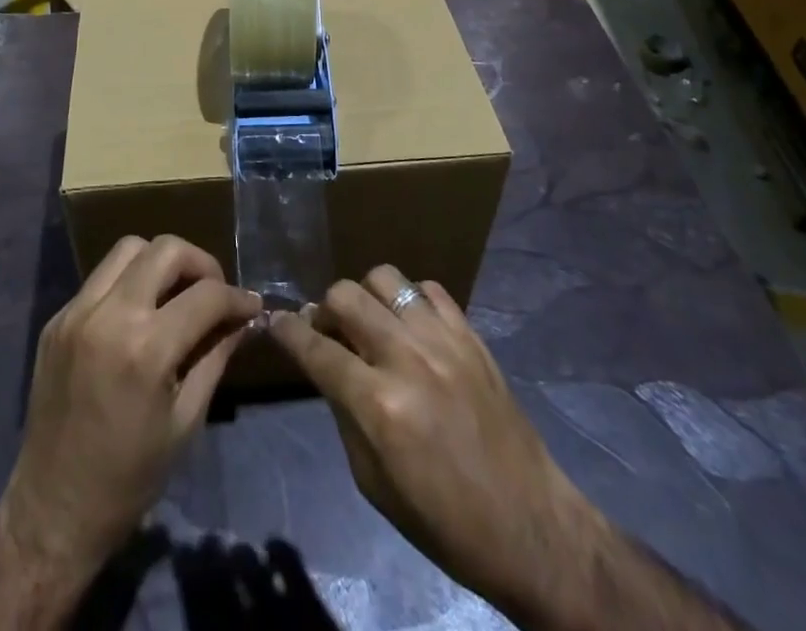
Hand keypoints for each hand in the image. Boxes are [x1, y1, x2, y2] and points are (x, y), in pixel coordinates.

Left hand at [0, 235, 260, 601]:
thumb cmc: (129, 477)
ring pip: (128, 249)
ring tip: (175, 294)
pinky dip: (128, 283)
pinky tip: (138, 316)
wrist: (53, 510)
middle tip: (213, 292)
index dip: (237, 297)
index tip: (251, 306)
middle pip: (165, 249)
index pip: (206, 295)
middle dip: (200, 263)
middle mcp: (109, 315)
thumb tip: (242, 320)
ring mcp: (76, 312)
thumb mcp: (186, 420)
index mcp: (146, 348)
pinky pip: (100, 278)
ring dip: (160, 262)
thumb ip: (215, 357)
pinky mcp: (56, 319)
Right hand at [268, 265, 574, 615]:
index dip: (287, 331)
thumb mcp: (373, 483)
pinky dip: (409, 300)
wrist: (530, 526)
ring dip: (365, 296)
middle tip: (328, 331)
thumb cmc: (444, 521)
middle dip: (324, 309)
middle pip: (345, 296)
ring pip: (384, 278)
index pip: (315, 349)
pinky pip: (428, 289)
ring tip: (370, 323)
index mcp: (378, 405)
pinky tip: (410, 326)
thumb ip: (344, 412)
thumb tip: (325, 366)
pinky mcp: (470, 335)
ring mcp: (442, 340)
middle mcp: (406, 359)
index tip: (274, 322)